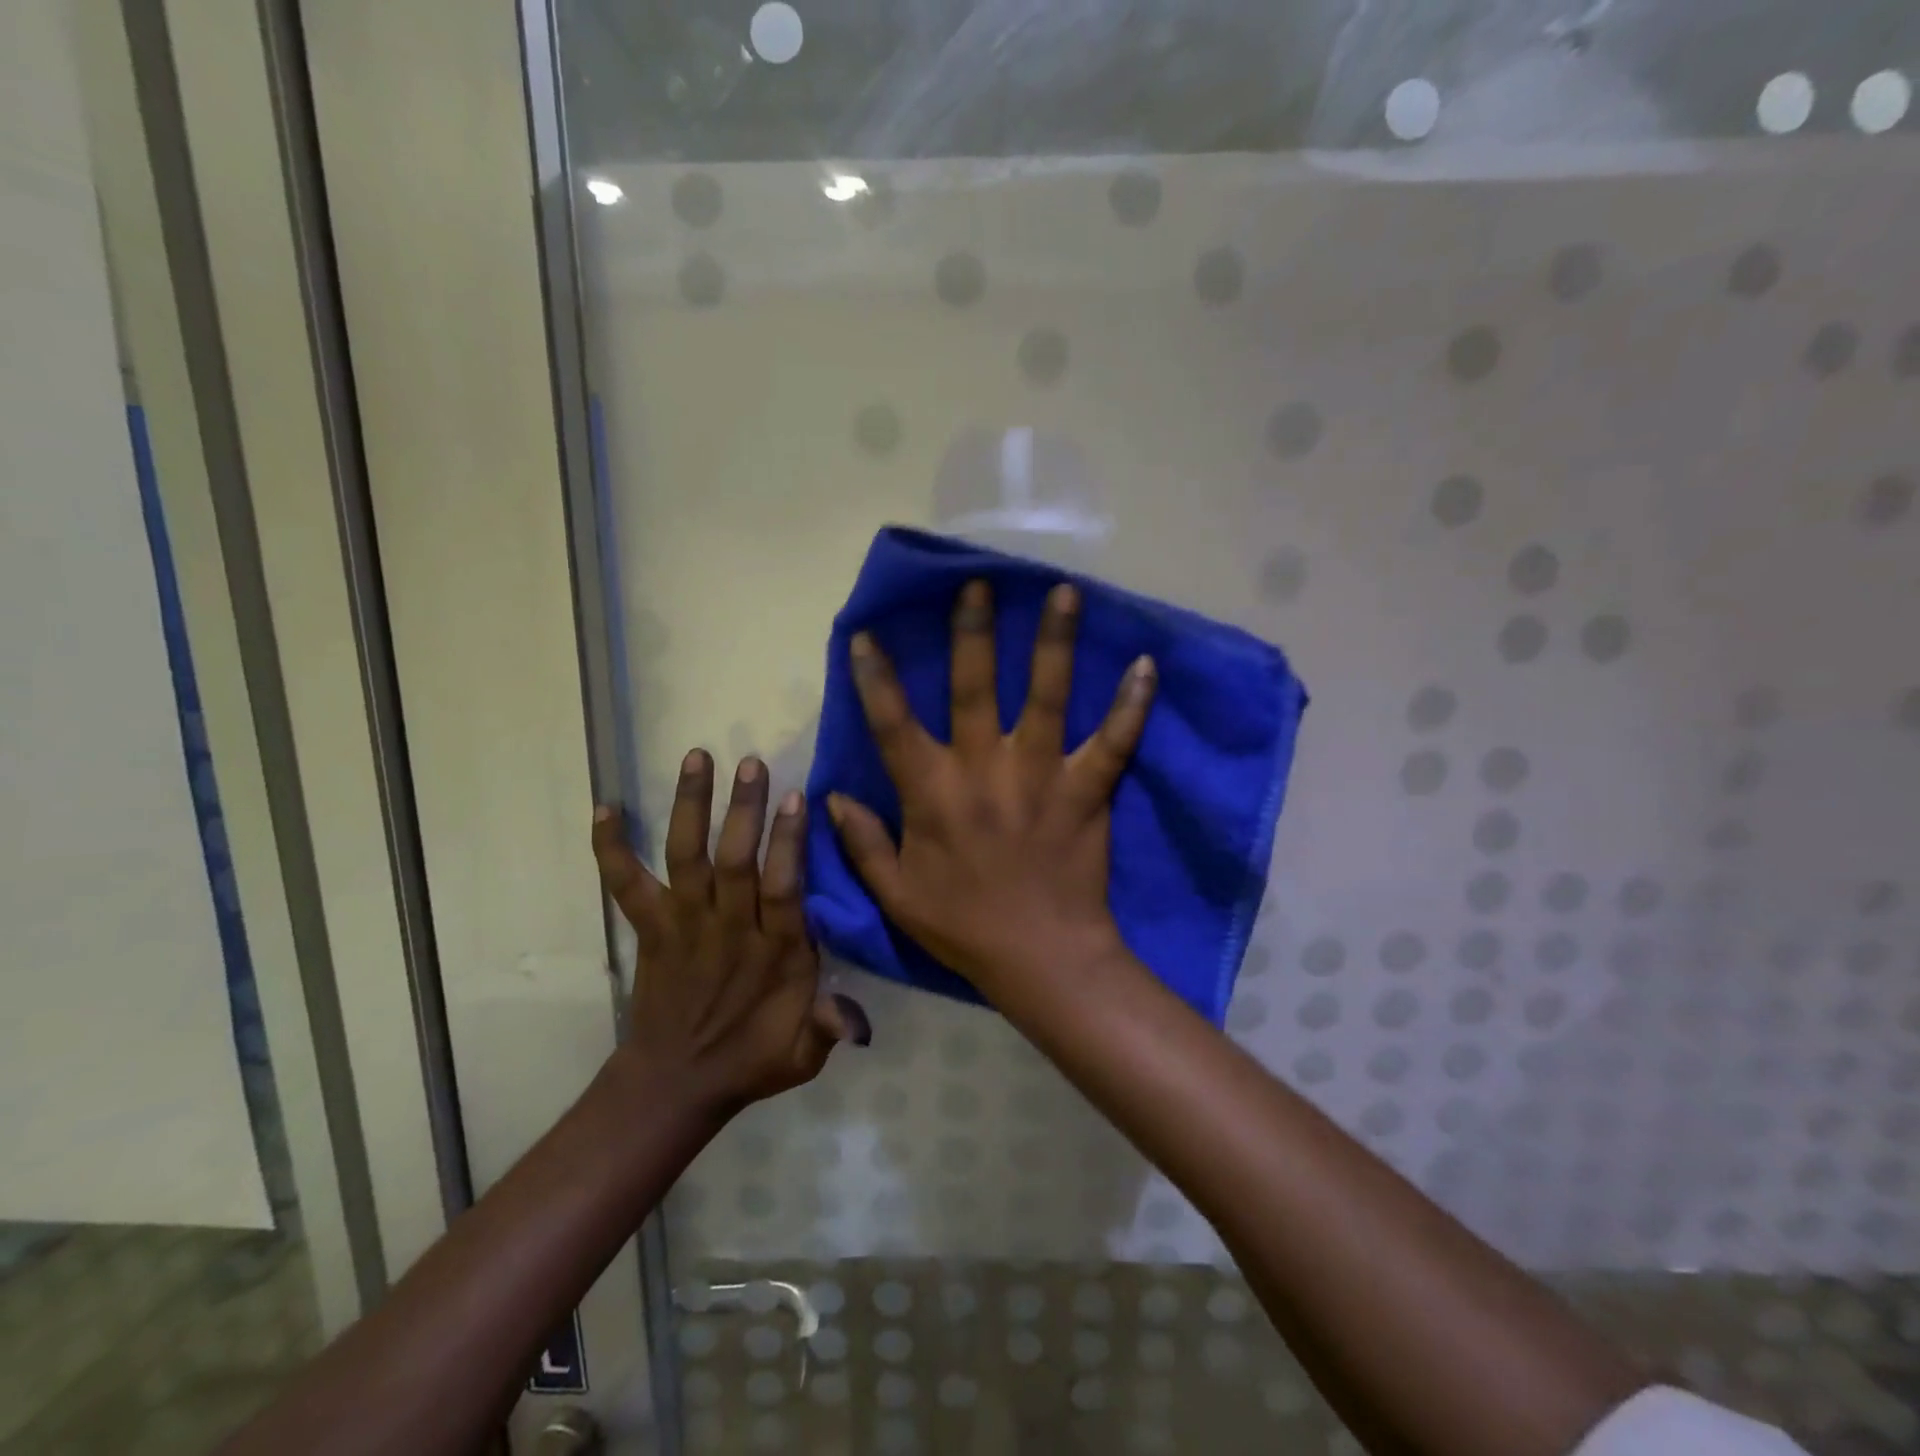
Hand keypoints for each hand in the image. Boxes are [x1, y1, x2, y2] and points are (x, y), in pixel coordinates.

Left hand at [592, 751, 868, 1113]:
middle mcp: (728, 930)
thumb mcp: (802, 1057)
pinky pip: (625, 885)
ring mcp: (684, 925)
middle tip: (751, 763)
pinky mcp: (650, 928)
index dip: (788, 843)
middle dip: (743, 811)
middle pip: (734, 862)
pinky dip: (611, 848)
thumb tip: (857, 1020)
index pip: (783, 889)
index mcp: (774, 953)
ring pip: (687, 859)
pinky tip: (605, 807)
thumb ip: (829, 1029)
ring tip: (697, 757)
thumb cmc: (750, 1059)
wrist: (674, 1084)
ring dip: (690, 808)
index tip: (796, 797)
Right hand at [827, 580, 1156, 999]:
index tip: (867, 633)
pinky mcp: (1088, 790)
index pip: (893, 722)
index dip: (875, 676)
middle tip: (978, 584)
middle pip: (974, 686)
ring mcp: (1041, 774)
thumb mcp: (896, 894)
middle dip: (973, 631)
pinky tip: (1146, 664)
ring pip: (1047, 696)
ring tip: (1064, 592)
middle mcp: (983, 769)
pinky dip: (1131, 704)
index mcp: (932, 791)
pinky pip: (1113, 741)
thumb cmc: (963, 926)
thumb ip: (861, 843)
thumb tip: (830, 797)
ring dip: (1054, 642)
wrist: (1041, 959)